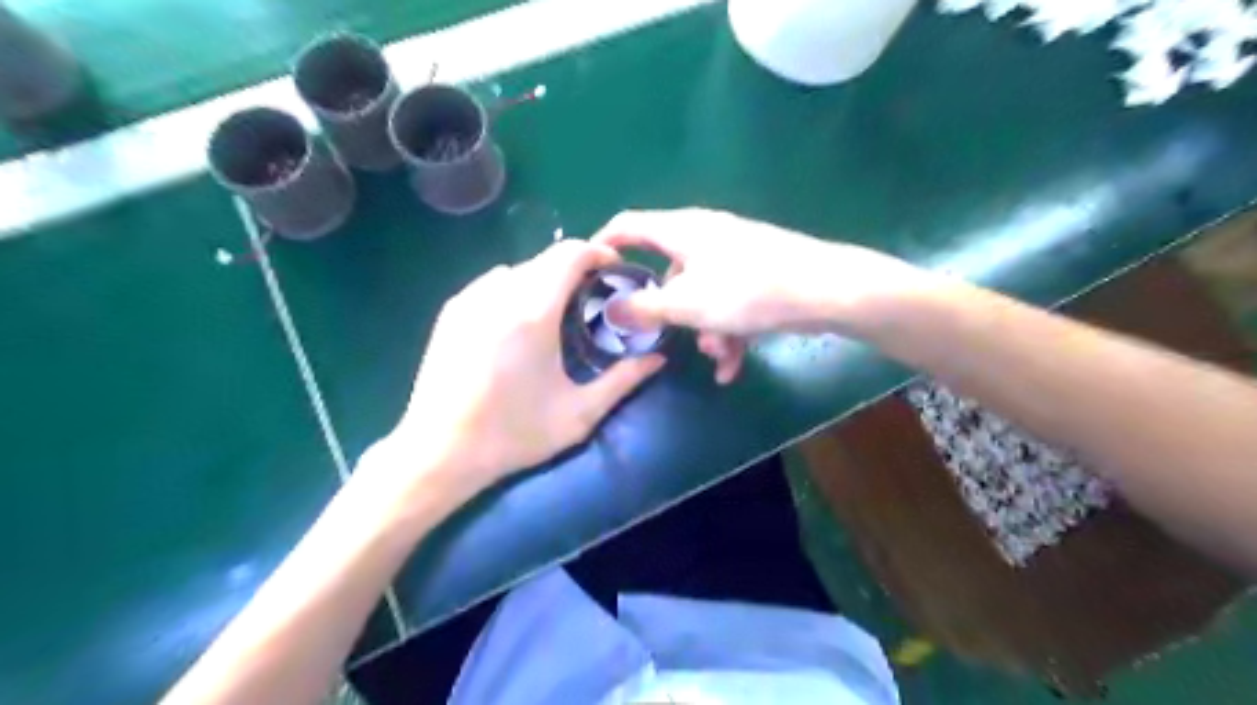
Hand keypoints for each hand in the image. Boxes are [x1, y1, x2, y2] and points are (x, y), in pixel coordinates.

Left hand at [387, 238, 667, 497]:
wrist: (439, 452)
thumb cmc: (513, 434)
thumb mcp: (578, 414)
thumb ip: (623, 380)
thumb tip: (657, 357)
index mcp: (533, 312)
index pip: (571, 254)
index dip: (599, 253)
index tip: (615, 271)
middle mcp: (498, 292)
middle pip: (546, 259)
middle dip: (576, 270)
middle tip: (593, 300)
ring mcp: (469, 298)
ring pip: (519, 269)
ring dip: (545, 281)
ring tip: (556, 314)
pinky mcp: (451, 310)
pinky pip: (493, 283)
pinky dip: (516, 290)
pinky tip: (518, 326)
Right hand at [591, 208, 918, 383]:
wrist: (824, 291)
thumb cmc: (747, 289)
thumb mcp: (686, 304)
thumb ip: (644, 308)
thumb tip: (609, 311)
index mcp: (681, 230)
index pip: (629, 225)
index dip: (604, 244)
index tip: (590, 272)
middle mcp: (705, 237)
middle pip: (668, 270)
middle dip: (667, 310)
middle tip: (661, 336)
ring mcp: (734, 255)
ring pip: (701, 294)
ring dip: (703, 329)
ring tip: (718, 355)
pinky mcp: (758, 275)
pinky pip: (729, 303)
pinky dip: (727, 332)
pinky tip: (733, 366)